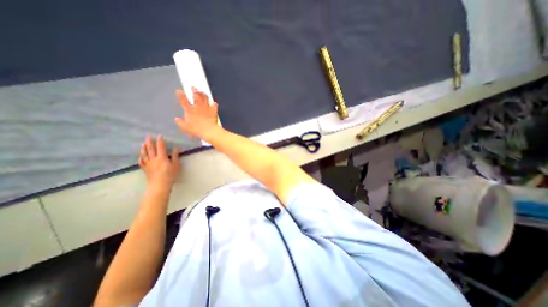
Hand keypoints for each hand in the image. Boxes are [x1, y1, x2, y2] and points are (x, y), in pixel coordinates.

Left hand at [139, 134, 180, 189]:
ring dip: (143, 148)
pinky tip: (140, 156)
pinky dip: (141, 158)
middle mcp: (153, 159)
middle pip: (151, 149)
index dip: (160, 141)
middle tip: (148, 136)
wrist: (160, 185)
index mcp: (162, 157)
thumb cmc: (170, 175)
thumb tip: (176, 148)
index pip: (161, 147)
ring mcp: (148, 164)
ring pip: (144, 154)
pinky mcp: (145, 169)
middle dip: (150, 142)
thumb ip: (175, 156)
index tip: (159, 135)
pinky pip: (142, 162)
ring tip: (143, 144)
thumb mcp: (176, 165)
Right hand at [174, 87, 219, 139]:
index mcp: (190, 110)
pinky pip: (214, 106)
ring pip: (205, 99)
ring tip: (203, 92)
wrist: (209, 130)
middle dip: (194, 91)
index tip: (179, 90)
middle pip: (196, 97)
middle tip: (193, 87)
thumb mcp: (186, 127)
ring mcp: (206, 108)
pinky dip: (214, 104)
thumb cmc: (196, 129)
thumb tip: (176, 119)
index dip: (181, 95)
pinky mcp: (213, 111)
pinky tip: (214, 102)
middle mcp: (198, 107)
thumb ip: (181, 122)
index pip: (184, 101)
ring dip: (204, 95)